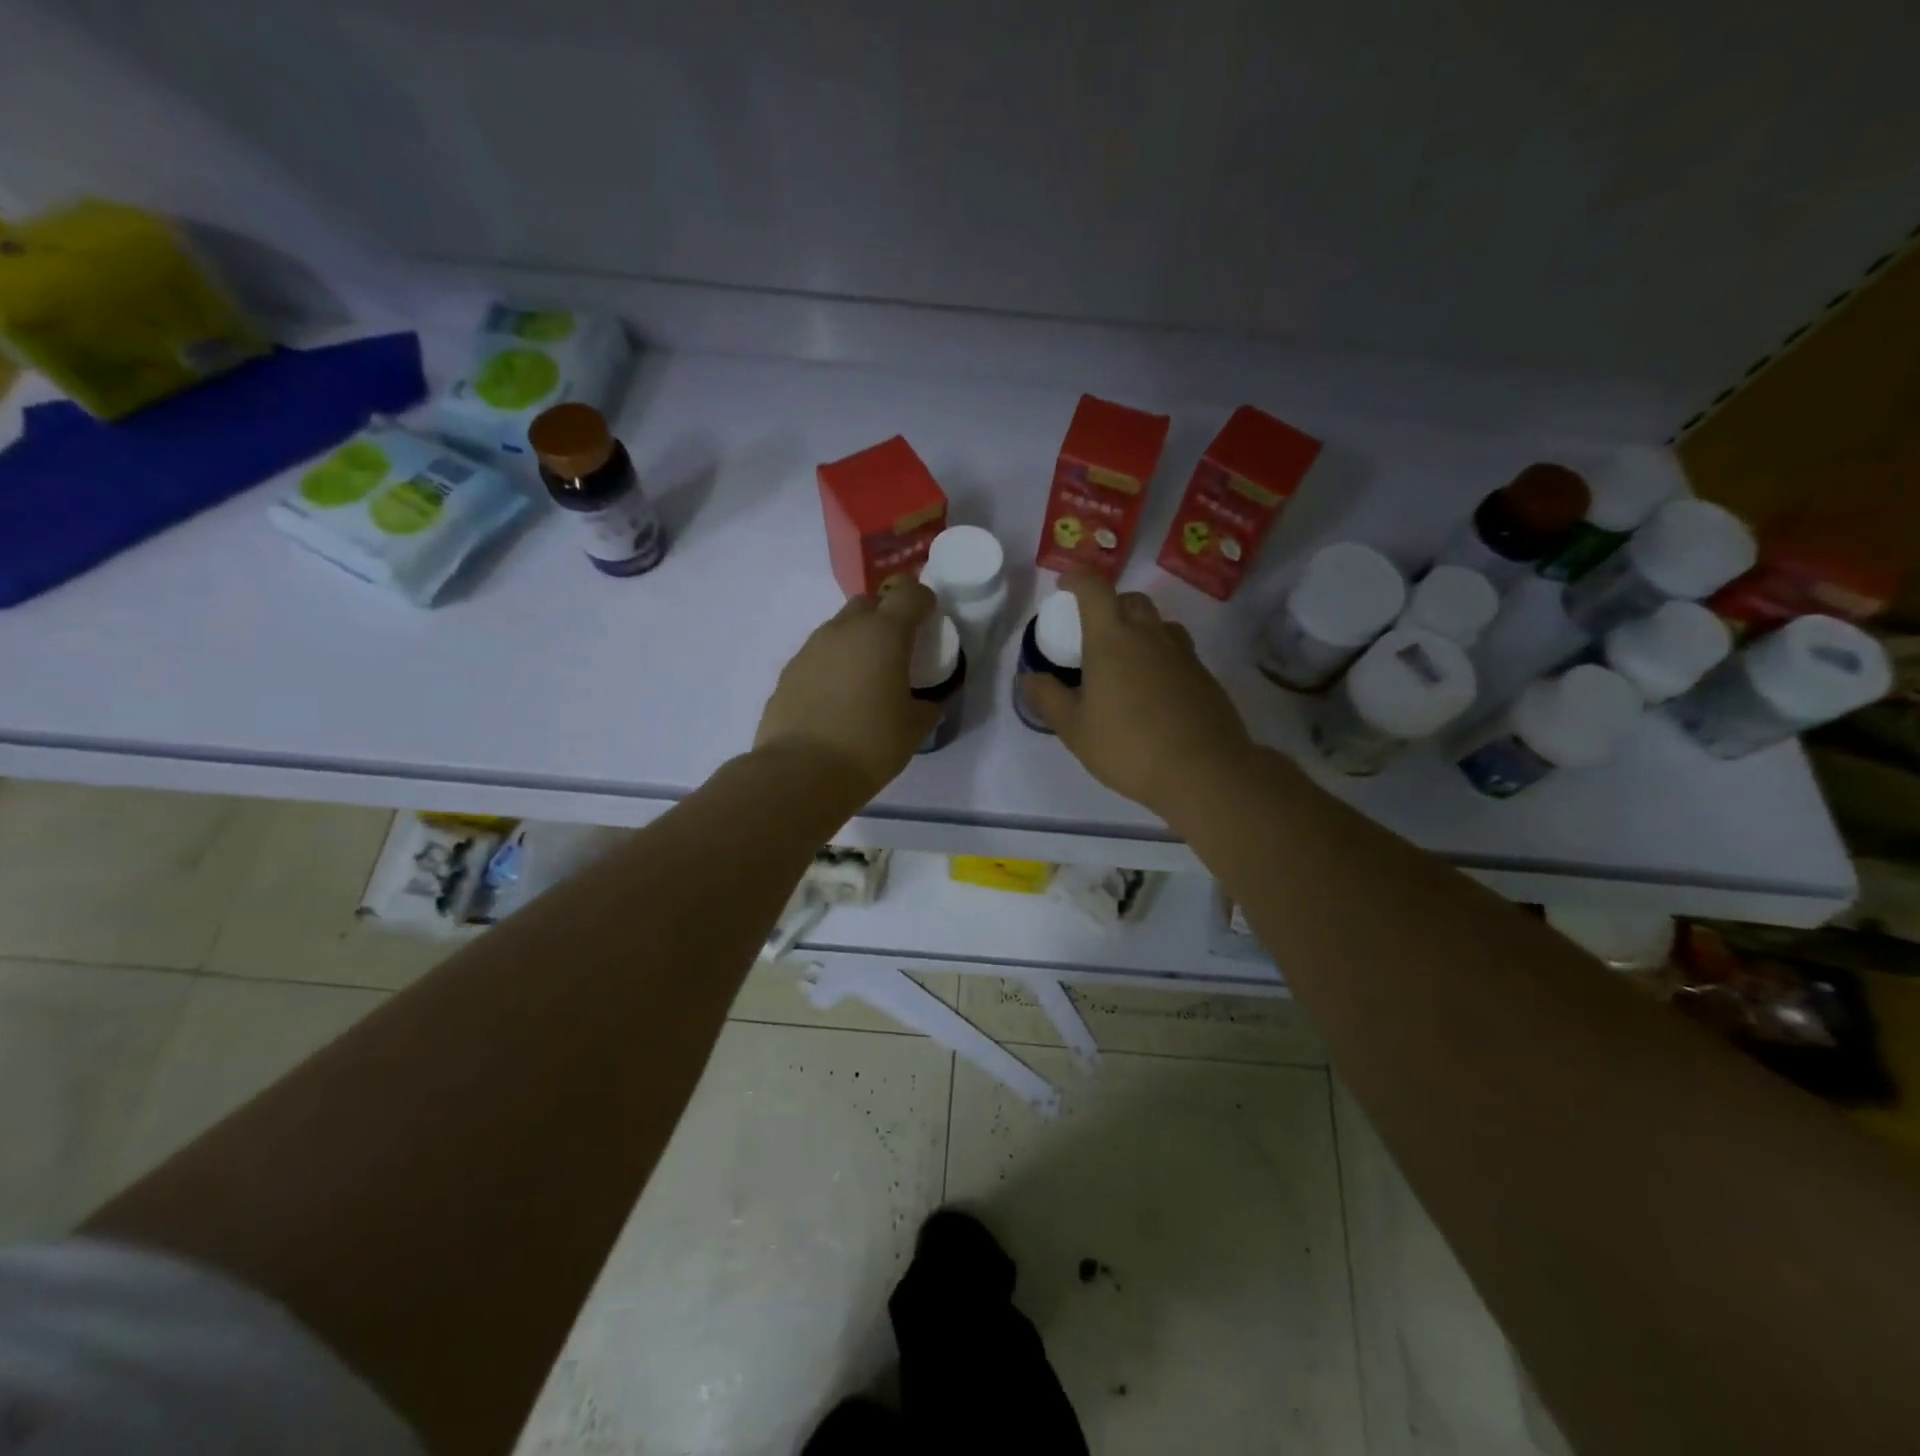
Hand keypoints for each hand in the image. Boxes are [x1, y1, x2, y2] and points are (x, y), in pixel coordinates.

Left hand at [755, 581, 941, 798]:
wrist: (801, 771)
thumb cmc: (870, 744)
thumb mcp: (914, 728)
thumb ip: (926, 706)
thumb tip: (924, 703)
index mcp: (884, 634)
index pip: (909, 593)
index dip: (922, 600)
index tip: (928, 621)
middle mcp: (845, 630)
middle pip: (869, 603)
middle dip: (886, 617)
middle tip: (896, 651)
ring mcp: (811, 648)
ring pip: (840, 629)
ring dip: (856, 643)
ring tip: (865, 680)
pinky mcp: (789, 671)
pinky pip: (819, 656)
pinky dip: (832, 666)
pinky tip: (836, 700)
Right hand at [1020, 574, 1255, 820]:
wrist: (1203, 770)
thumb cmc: (1127, 746)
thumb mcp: (1074, 729)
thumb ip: (1048, 698)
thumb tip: (1027, 677)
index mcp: (1112, 638)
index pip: (1094, 589)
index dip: (1077, 579)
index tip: (1064, 584)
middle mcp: (1149, 634)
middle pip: (1130, 600)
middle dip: (1109, 604)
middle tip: (1093, 628)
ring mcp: (1182, 653)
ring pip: (1158, 624)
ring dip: (1139, 628)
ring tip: (1125, 657)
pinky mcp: (1204, 675)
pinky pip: (1177, 650)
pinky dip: (1160, 655)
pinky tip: (1153, 687)